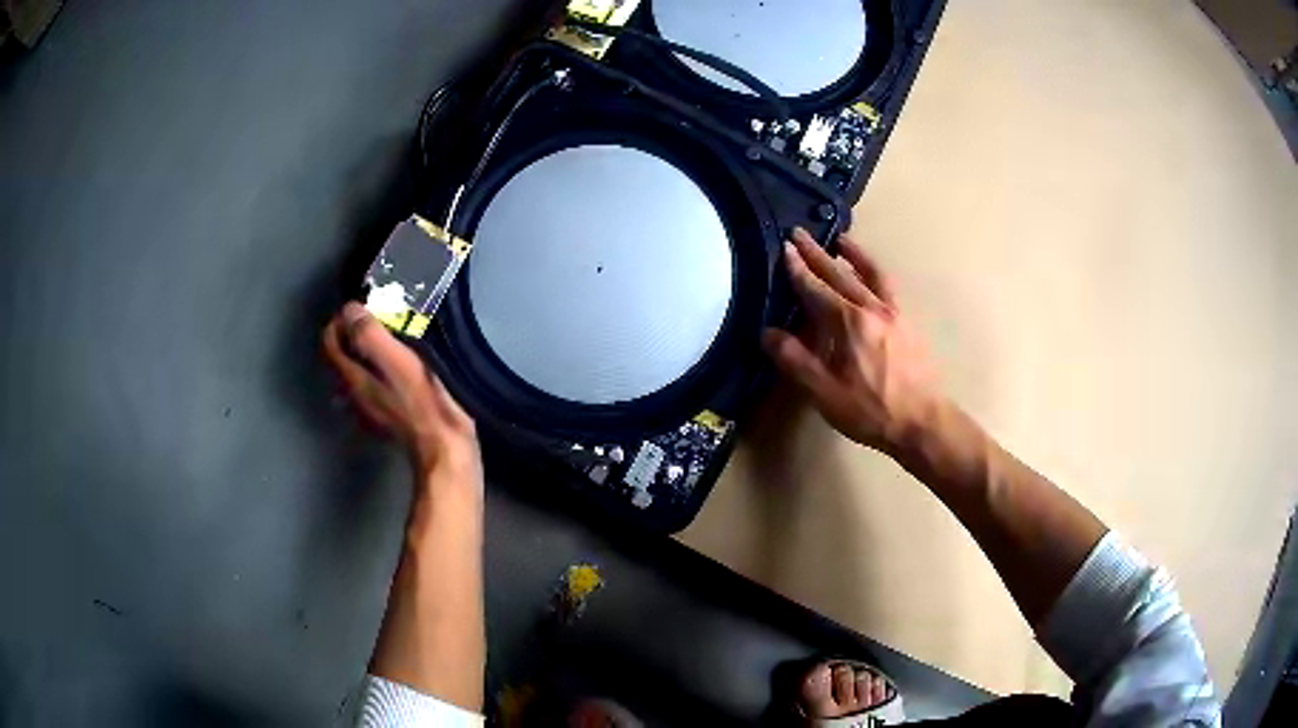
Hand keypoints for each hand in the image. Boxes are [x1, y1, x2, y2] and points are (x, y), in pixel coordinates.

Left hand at [323, 303, 479, 486]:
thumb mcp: (397, 359)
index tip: (358, 306)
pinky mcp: (388, 418)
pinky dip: (374, 370)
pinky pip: (370, 386)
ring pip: (354, 373)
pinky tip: (393, 368)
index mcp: (352, 377)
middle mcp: (354, 394)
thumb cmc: (422, 400)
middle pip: (339, 359)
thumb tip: (350, 309)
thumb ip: (369, 333)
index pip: (329, 343)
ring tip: (383, 337)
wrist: (444, 446)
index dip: (338, 321)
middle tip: (370, 317)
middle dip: (348, 335)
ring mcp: (369, 409)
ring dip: (361, 353)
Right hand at [762, 228, 942, 452]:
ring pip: (870, 274)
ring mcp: (893, 313)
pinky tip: (871, 275)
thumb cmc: (871, 411)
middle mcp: (870, 308)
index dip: (797, 269)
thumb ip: (795, 360)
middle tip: (799, 233)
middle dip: (817, 253)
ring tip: (841, 239)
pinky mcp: (907, 322)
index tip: (783, 248)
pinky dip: (875, 272)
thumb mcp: (824, 393)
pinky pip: (888, 287)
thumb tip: (768, 333)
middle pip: (839, 274)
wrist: (922, 422)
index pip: (815, 289)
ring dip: (853, 254)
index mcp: (847, 323)